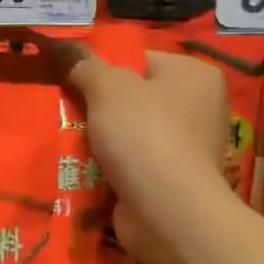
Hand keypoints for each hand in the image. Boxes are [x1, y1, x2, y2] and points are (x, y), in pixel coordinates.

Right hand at [61, 51, 228, 263]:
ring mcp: (188, 148)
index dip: (104, 68)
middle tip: (64, 110)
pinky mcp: (173, 182)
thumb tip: (68, 51)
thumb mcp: (107, 88)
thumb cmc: (143, 135)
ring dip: (101, 139)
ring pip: (130, 133)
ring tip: (67, 140)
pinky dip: (109, 168)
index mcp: (195, 75)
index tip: (73, 81)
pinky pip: (132, 164)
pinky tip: (82, 169)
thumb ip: (86, 66)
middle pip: (134, 98)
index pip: (141, 60)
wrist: (166, 211)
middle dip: (99, 107)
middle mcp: (199, 108)